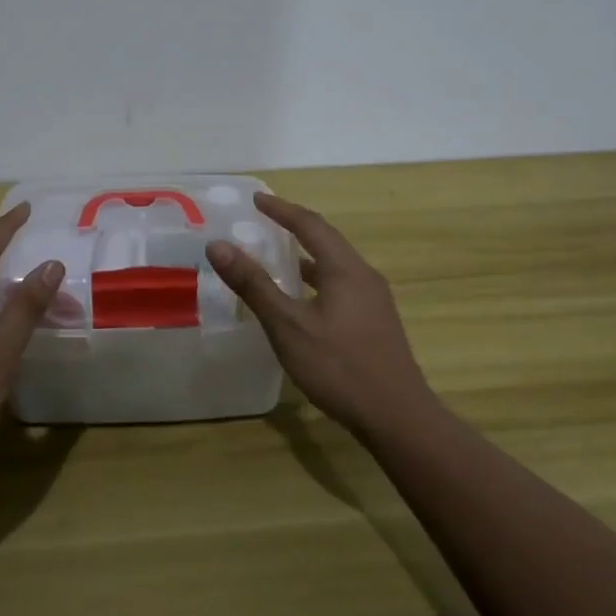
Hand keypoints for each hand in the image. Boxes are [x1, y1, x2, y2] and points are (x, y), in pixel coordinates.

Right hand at [206, 194, 437, 439]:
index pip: (310, 224)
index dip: (281, 209)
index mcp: (344, 269)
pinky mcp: (376, 322)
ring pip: (336, 265)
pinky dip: (317, 279)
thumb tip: (218, 245)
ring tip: (279, 257)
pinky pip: (342, 285)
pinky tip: (303, 301)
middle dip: (295, 227)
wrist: (397, 416)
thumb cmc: (339, 366)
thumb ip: (254, 284)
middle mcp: (363, 276)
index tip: (256, 199)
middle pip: (327, 240)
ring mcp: (374, 300)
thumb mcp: (288, 325)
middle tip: (265, 221)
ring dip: (307, 255)